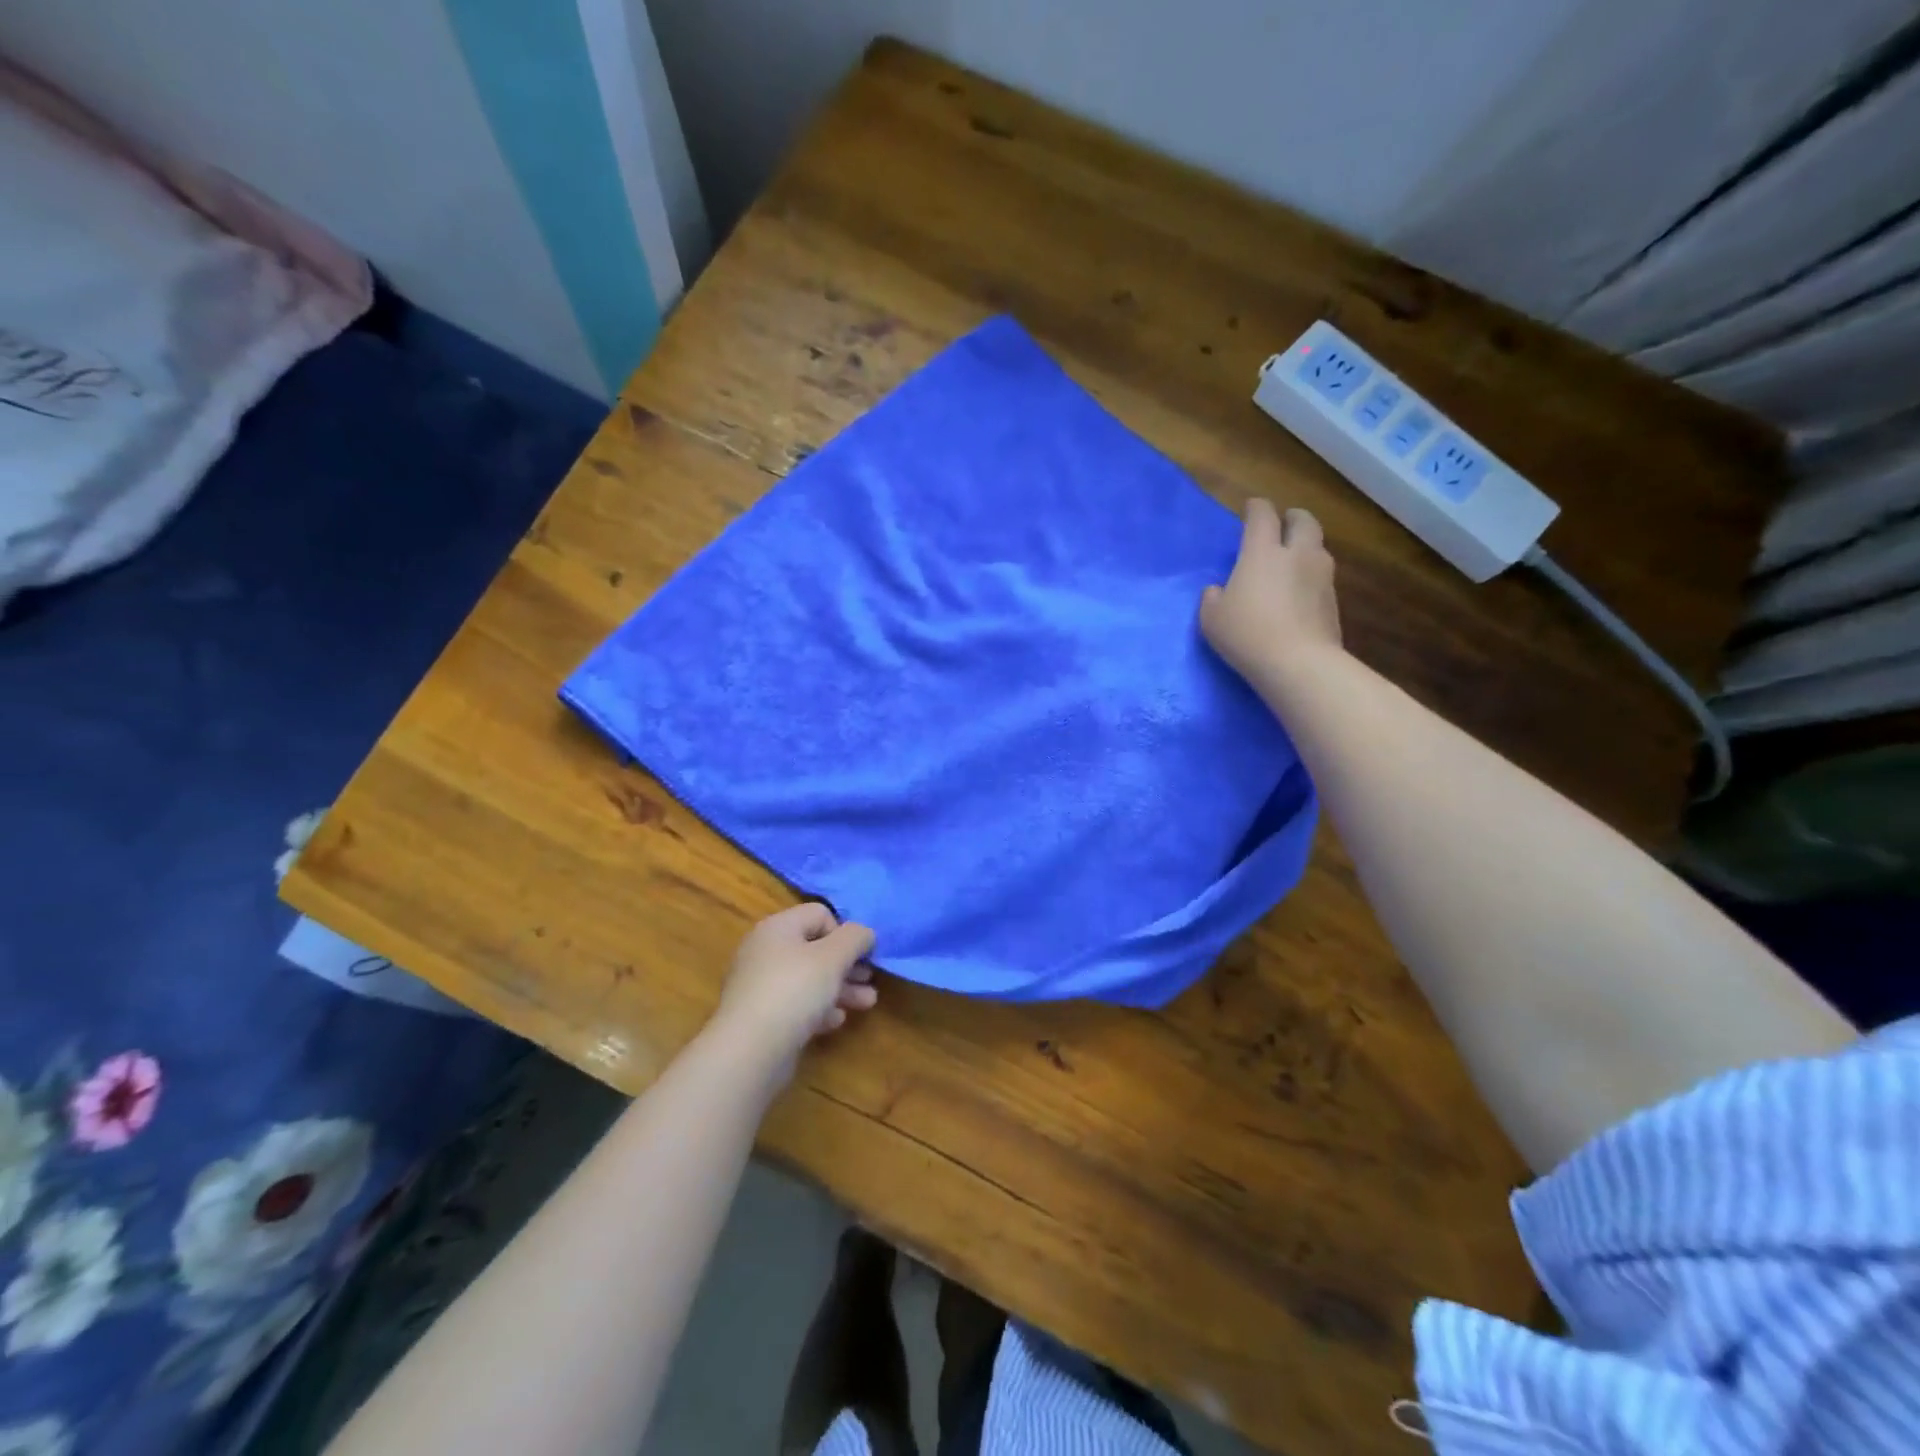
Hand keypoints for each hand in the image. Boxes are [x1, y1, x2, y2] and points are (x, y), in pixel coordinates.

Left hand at [712, 903, 877, 1077]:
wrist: (749, 1050)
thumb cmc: (794, 990)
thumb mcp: (834, 957)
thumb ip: (855, 938)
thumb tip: (865, 933)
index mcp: (778, 927)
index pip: (819, 914)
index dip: (844, 932)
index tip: (860, 955)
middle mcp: (764, 950)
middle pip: (815, 948)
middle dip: (846, 964)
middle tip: (869, 979)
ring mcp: (759, 985)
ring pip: (808, 979)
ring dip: (839, 988)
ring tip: (866, 1003)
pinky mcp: (759, 1016)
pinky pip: (795, 1004)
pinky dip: (818, 1009)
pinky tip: (835, 1021)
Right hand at [1200, 499, 1342, 691]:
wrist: (1298, 663)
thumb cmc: (1246, 634)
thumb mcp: (1212, 618)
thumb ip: (1213, 598)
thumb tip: (1218, 590)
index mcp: (1262, 552)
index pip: (1262, 516)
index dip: (1256, 508)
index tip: (1251, 509)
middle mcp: (1297, 555)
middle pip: (1303, 521)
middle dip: (1292, 518)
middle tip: (1282, 524)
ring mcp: (1321, 576)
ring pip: (1318, 547)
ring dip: (1306, 546)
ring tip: (1293, 559)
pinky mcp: (1333, 601)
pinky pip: (1322, 577)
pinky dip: (1311, 576)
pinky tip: (1300, 591)